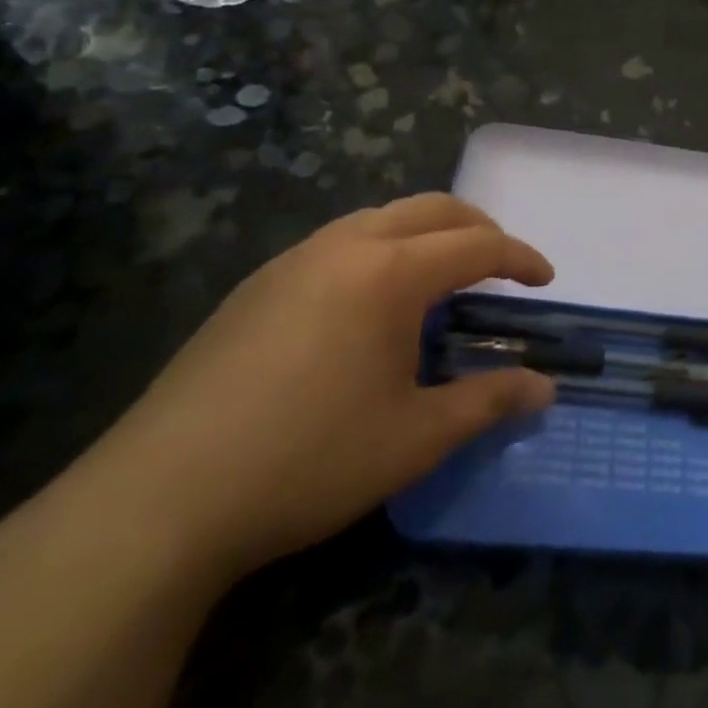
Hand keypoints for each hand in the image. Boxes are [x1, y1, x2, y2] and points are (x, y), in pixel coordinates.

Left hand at [75, 194, 555, 576]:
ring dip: (425, 233)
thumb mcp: (415, 437)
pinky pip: (338, 242)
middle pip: (431, 209)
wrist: (161, 497)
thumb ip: (488, 401)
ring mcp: (293, 260)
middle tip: (502, 265)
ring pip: (380, 218)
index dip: (521, 258)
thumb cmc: (309, 460)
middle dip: (478, 227)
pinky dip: (379, 250)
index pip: (477, 244)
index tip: (546, 280)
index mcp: (390, 273)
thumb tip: (544, 388)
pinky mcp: (256, 285)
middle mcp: (345, 247)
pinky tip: (369, 305)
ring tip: (441, 279)